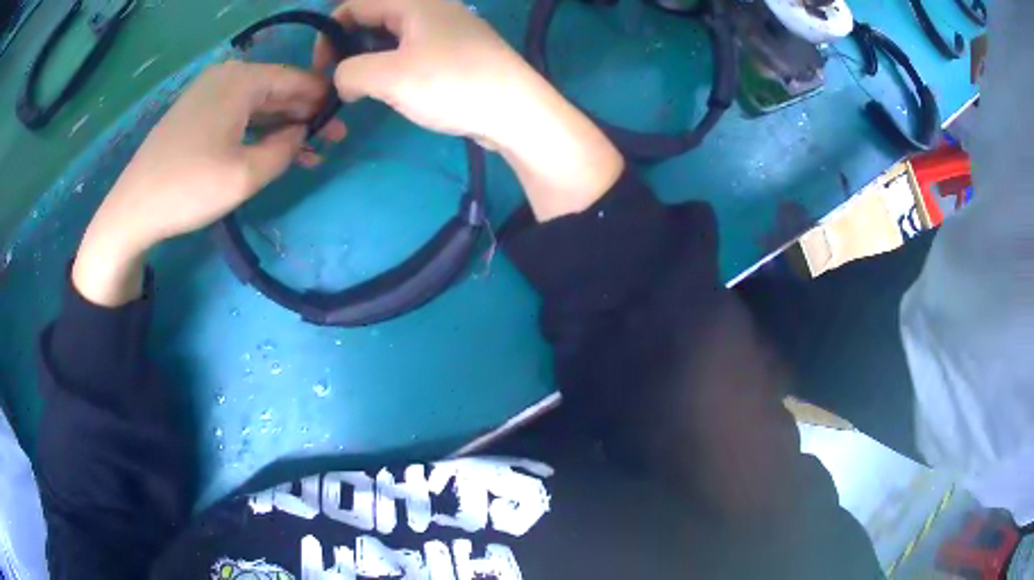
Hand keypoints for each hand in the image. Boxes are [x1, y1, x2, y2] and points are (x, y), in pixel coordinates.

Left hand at [73, 61, 345, 306]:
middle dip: (305, 116)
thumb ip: (286, 149)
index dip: (323, 102)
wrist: (132, 210)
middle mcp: (226, 76)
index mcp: (241, 79)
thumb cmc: (189, 188)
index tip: (343, 124)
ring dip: (282, 127)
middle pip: (277, 90)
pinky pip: (237, 114)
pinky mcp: (195, 113)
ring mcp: (207, 93)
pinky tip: (270, 150)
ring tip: (307, 155)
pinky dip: (257, 131)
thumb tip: (302, 133)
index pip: (296, 80)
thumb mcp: (247, 174)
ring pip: (257, 104)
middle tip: (331, 144)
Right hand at [316, 0, 624, 220]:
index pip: (354, 5)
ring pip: (393, 36)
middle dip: (349, 47)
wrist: (518, 111)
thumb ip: (350, 72)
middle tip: (342, 81)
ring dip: (371, 59)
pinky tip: (394, 90)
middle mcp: (431, 8)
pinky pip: (414, 50)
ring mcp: (447, 29)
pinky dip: (395, 65)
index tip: (321, 69)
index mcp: (414, 2)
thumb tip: (342, 80)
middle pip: (374, 18)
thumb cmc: (452, 85)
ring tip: (365, 89)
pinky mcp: (458, 52)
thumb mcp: (389, 77)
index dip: (329, 34)